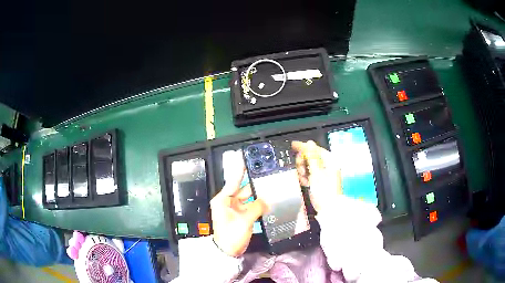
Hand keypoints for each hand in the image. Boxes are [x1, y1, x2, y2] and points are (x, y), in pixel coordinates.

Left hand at [211, 163, 266, 257]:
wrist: (228, 251)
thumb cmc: (231, 235)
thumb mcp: (244, 220)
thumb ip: (257, 207)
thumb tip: (267, 199)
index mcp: (223, 199)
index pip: (233, 180)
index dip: (240, 170)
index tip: (245, 158)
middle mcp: (228, 201)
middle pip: (243, 189)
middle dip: (255, 185)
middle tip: (267, 176)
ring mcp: (235, 209)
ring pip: (249, 198)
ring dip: (259, 195)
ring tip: (271, 188)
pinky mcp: (241, 215)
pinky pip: (251, 206)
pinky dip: (259, 204)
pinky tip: (269, 201)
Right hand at [292, 140, 342, 212]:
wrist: (327, 210)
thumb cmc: (324, 192)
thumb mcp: (316, 173)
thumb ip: (312, 157)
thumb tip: (309, 143)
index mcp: (330, 161)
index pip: (315, 149)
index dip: (304, 147)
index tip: (294, 145)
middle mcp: (327, 165)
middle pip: (310, 157)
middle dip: (303, 163)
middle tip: (301, 171)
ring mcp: (323, 173)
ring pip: (308, 166)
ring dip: (303, 172)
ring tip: (304, 180)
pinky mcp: (319, 180)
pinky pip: (309, 174)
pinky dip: (305, 177)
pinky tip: (305, 183)